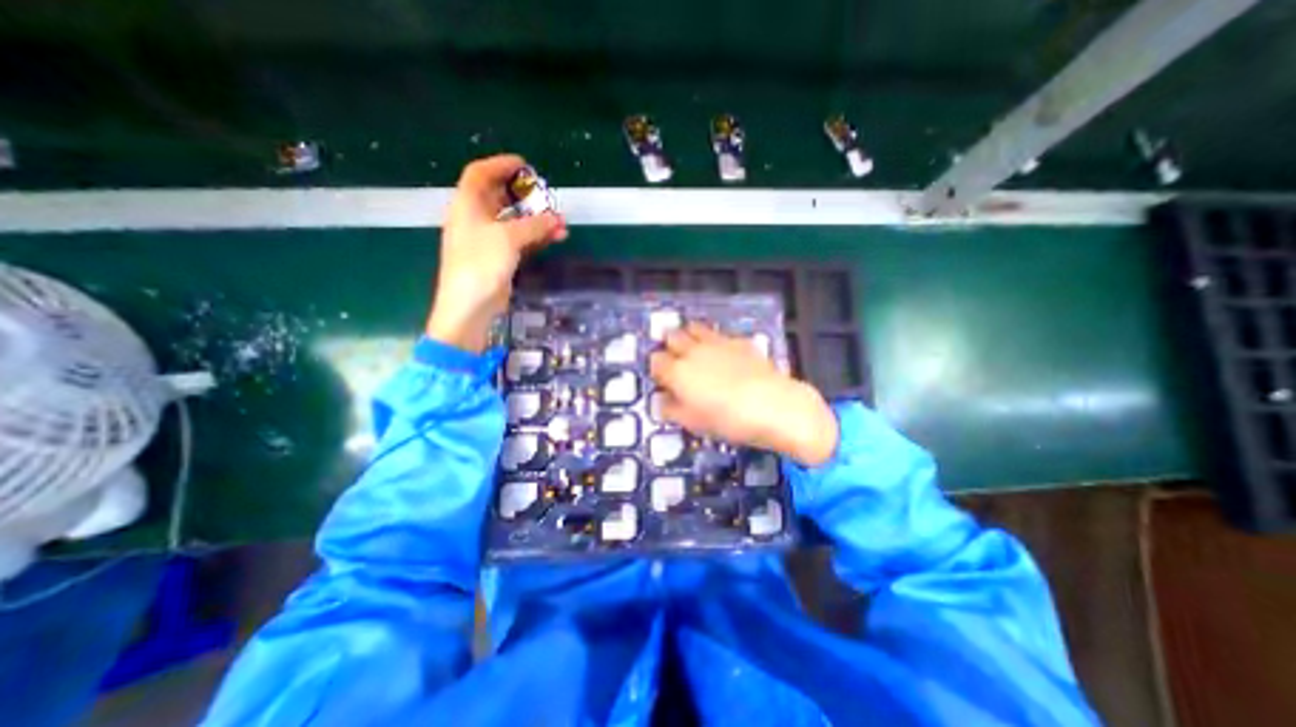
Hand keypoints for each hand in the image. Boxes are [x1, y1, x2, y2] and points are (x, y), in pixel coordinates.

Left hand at [427, 153, 567, 350]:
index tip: (524, 165)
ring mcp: (487, 240)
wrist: (470, 306)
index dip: (500, 165)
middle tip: (546, 195)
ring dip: (536, 219)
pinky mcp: (499, 258)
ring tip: (560, 221)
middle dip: (524, 195)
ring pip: (513, 221)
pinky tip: (555, 237)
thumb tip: (557, 219)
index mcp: (467, 205)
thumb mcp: (508, 239)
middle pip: (499, 197)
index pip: (480, 174)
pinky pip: (519, 240)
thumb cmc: (480, 265)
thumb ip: (534, 226)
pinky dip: (536, 237)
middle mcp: (475, 219)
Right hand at [647, 323, 839, 466]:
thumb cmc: (728, 420)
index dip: (657, 369)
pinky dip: (714, 340)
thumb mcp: (694, 423)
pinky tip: (723, 353)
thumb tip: (663, 401)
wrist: (773, 406)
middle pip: (672, 337)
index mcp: (678, 371)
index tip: (662, 379)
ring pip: (694, 328)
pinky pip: (719, 333)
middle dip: (669, 345)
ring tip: (694, 348)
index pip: (656, 361)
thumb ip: (672, 409)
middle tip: (675, 359)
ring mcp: (717, 342)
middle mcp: (693, 351)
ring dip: (689, 335)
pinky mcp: (738, 341)